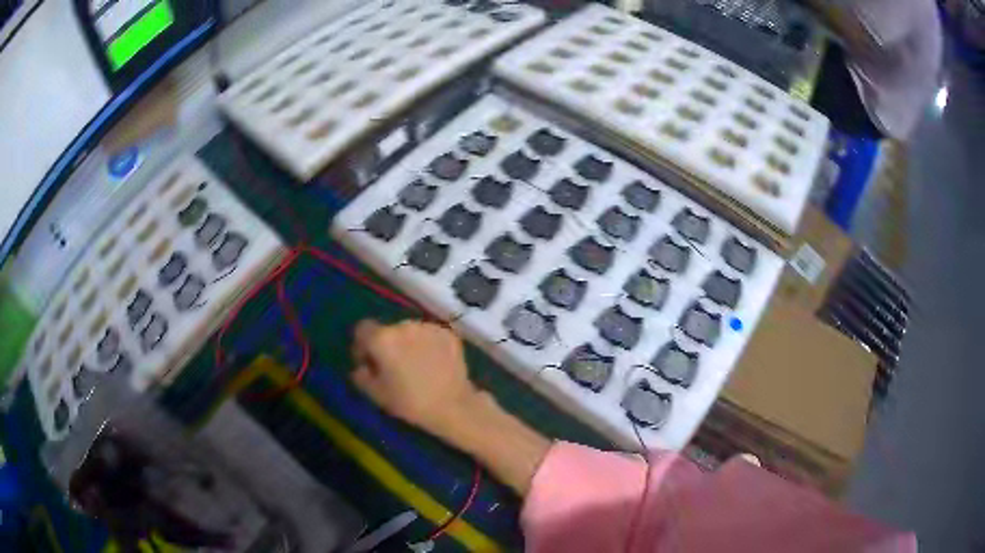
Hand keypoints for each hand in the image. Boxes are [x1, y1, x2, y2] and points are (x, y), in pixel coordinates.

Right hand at [351, 320, 481, 436]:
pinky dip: (427, 345)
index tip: (369, 363)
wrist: (453, 405)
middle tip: (394, 367)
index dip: (362, 345)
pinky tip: (433, 364)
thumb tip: (361, 367)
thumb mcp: (376, 394)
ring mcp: (428, 327)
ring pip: (409, 331)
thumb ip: (361, 375)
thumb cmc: (410, 402)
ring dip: (408, 344)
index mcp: (382, 338)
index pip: (362, 329)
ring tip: (416, 366)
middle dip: (387, 345)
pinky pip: (429, 335)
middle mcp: (403, 325)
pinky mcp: (447, 332)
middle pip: (387, 330)